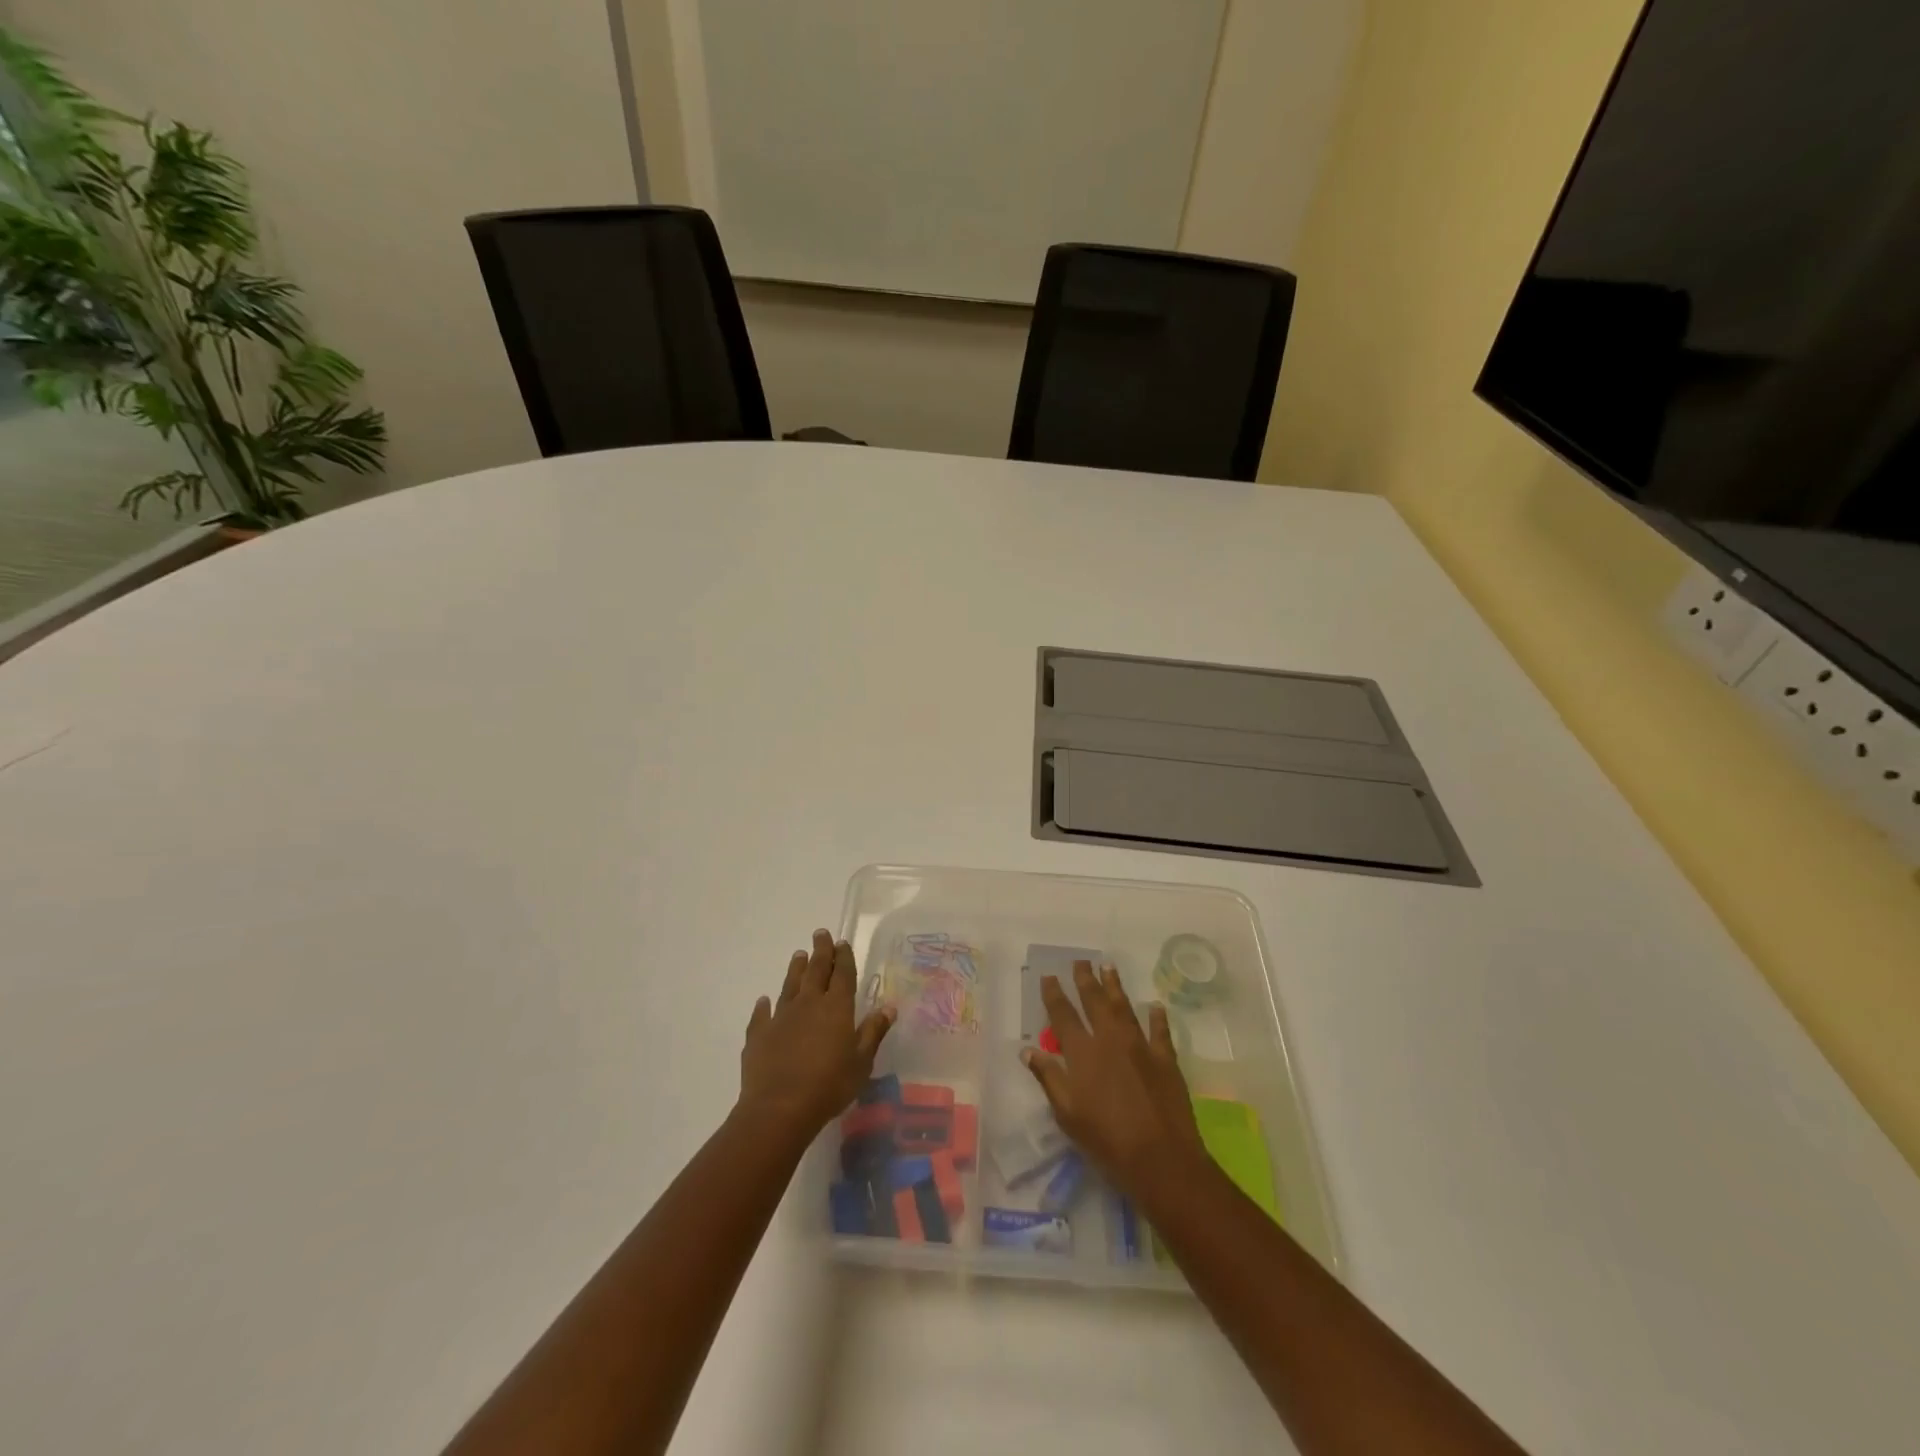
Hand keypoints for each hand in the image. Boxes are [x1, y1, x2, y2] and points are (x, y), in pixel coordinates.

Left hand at [738, 929, 894, 1146]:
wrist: (779, 1108)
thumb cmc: (829, 1085)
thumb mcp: (862, 1062)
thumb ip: (873, 1032)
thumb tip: (888, 1007)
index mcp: (837, 1007)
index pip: (843, 974)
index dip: (844, 957)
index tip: (842, 942)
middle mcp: (809, 1003)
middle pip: (816, 970)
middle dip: (821, 951)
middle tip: (821, 934)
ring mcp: (781, 1016)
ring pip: (790, 984)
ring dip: (796, 969)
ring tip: (799, 955)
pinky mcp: (759, 1034)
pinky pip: (762, 1014)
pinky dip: (764, 1005)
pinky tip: (764, 1001)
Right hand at [1023, 960, 1208, 1199]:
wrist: (1160, 1158)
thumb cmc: (1106, 1140)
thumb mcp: (1067, 1113)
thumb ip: (1049, 1077)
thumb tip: (1028, 1050)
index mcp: (1083, 1053)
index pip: (1063, 1016)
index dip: (1054, 995)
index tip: (1049, 976)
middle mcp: (1110, 1040)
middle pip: (1095, 1002)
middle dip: (1085, 980)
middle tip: (1080, 961)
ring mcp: (1141, 1046)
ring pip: (1124, 1007)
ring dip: (1115, 986)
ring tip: (1108, 966)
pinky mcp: (1166, 1059)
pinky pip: (1160, 1031)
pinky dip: (1157, 1017)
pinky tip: (1155, 1006)